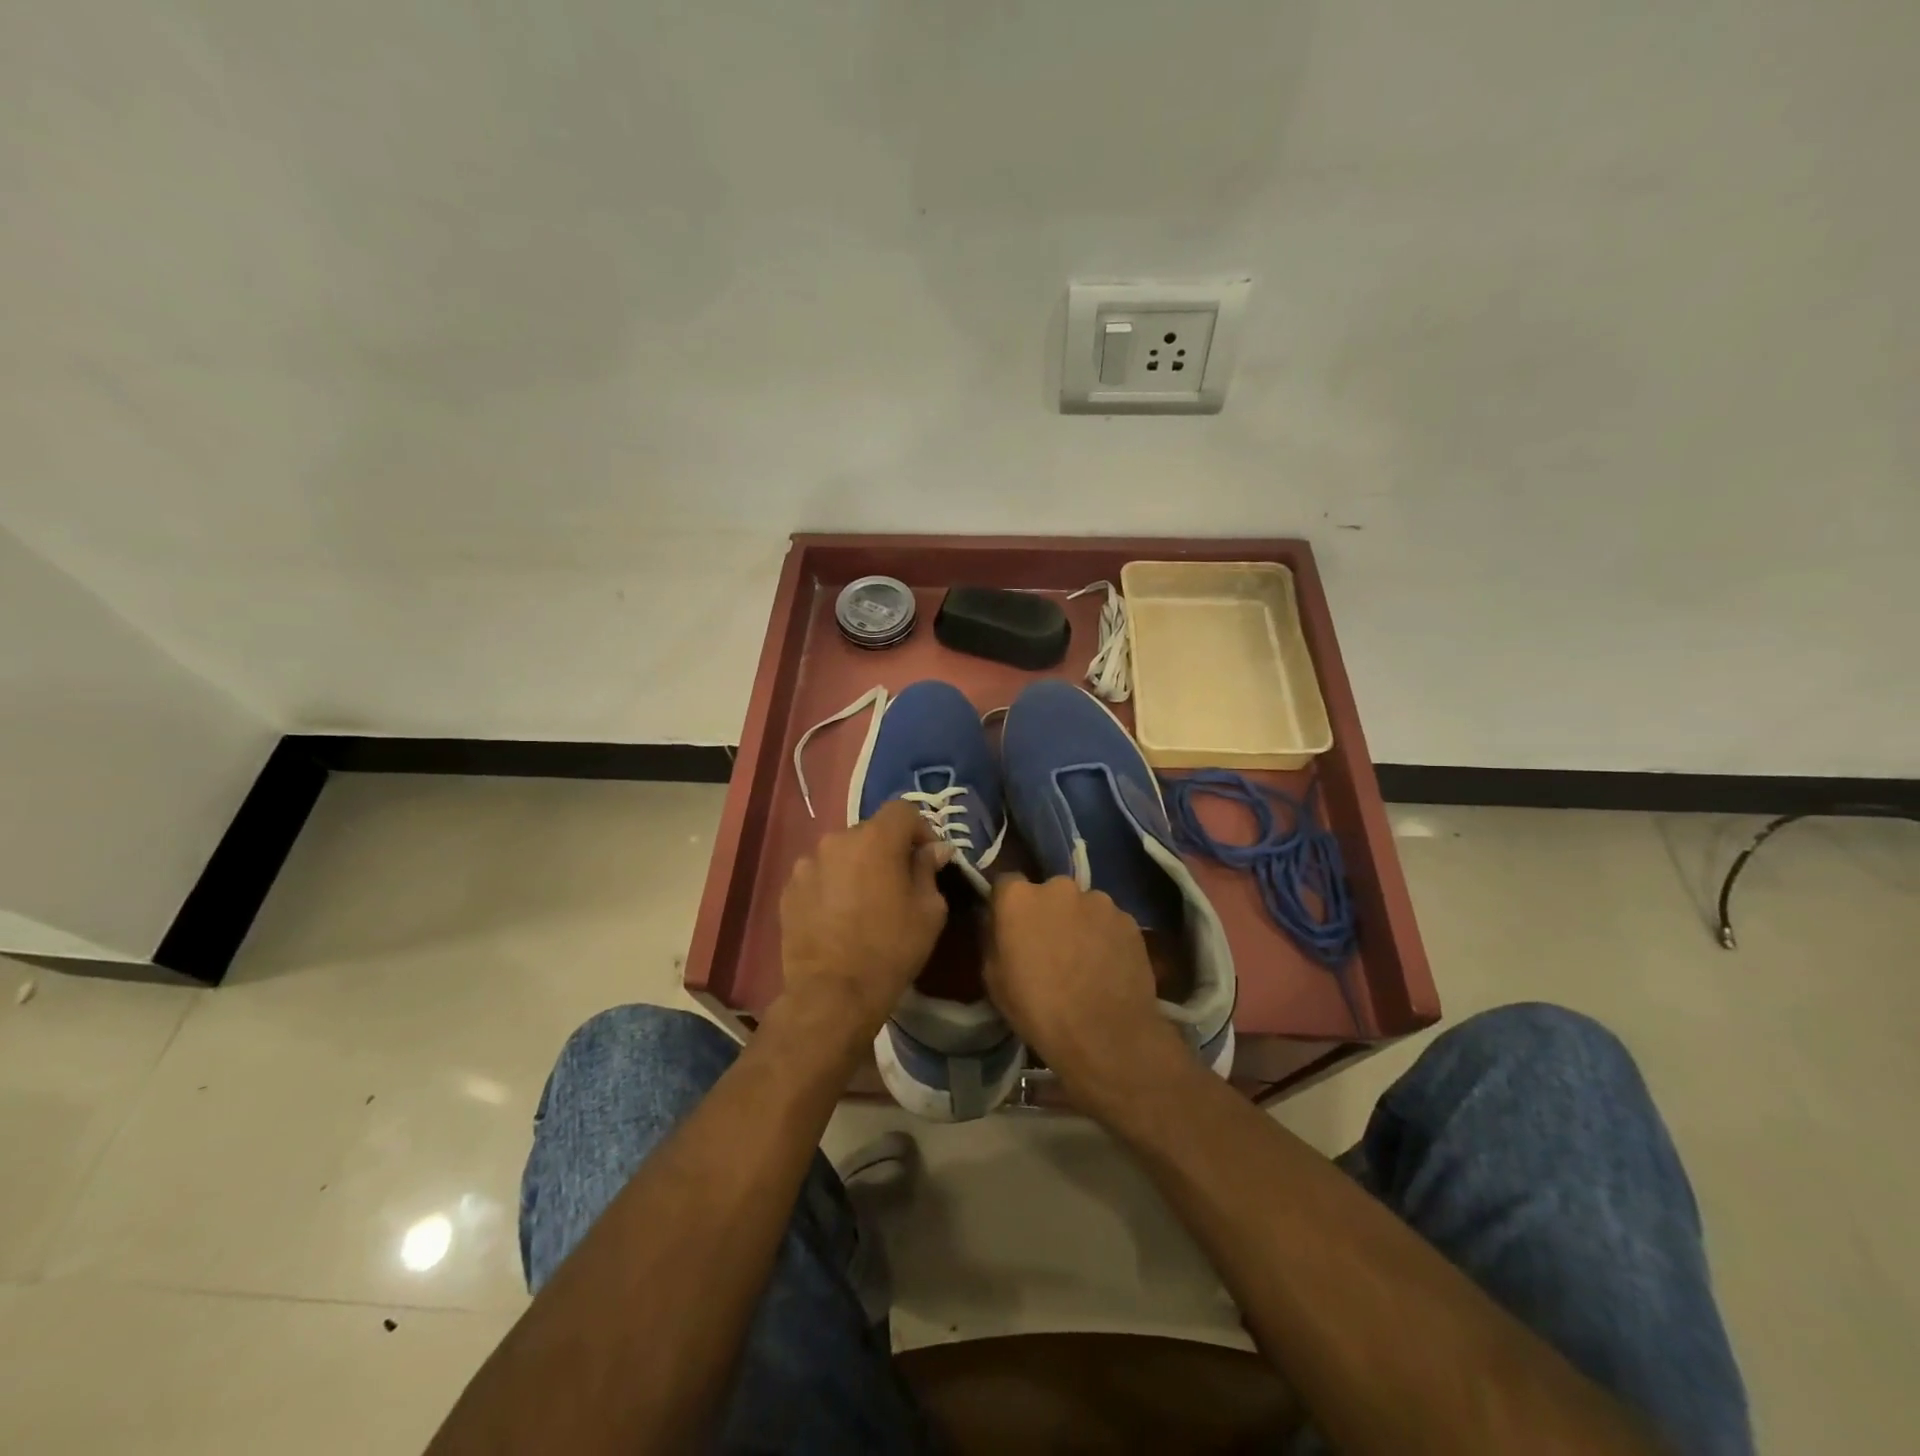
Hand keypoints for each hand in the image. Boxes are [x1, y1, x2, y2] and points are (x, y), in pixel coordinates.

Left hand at [778, 800, 951, 1041]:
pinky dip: (831, 886)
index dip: (920, 829)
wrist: (833, 994)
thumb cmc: (890, 949)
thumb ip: (929, 870)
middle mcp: (837, 840)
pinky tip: (838, 917)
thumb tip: (933, 850)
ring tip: (863, 903)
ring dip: (856, 867)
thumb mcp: (929, 911)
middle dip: (887, 850)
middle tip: (897, 884)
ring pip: (842, 853)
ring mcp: (807, 864)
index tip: (926, 858)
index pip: (903, 810)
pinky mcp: (789, 889)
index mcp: (875, 839)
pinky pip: (819, 875)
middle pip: (870, 831)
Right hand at [984, 876, 1186, 1110]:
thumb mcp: (993, 979)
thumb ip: (993, 938)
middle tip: (1051, 947)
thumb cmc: (1038, 1010)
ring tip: (1084, 960)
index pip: (1007, 883)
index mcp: (1019, 898)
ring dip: (1079, 924)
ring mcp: (1099, 901)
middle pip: (1048, 893)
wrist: (1104, 1036)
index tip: (1011, 928)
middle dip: (1047, 913)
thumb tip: (997, 922)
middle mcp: (1059, 887)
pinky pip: (1109, 922)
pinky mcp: (1128, 920)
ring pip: (1082, 907)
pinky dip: (1105, 937)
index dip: (1008, 906)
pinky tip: (1107, 967)